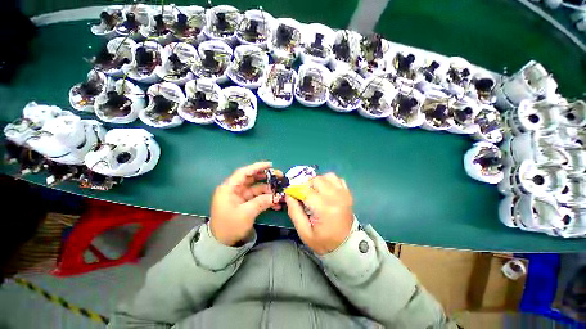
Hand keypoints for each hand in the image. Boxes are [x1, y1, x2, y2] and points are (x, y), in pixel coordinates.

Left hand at [210, 161, 279, 245]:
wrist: (222, 244)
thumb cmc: (229, 227)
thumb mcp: (246, 214)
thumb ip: (261, 202)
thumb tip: (276, 196)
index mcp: (229, 188)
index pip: (244, 173)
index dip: (257, 167)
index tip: (270, 165)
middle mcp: (234, 189)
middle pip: (251, 178)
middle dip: (265, 177)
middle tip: (279, 176)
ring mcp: (240, 196)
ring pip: (256, 188)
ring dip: (268, 189)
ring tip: (279, 191)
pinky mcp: (245, 203)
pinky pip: (257, 197)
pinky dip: (266, 198)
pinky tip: (275, 202)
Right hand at [285, 173, 353, 254]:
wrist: (347, 246)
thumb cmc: (324, 241)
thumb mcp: (304, 232)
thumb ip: (294, 212)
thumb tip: (289, 195)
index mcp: (324, 208)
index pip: (306, 191)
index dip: (296, 190)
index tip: (291, 194)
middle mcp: (336, 197)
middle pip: (317, 180)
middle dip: (306, 185)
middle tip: (303, 195)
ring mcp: (343, 194)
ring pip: (327, 176)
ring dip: (318, 181)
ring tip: (314, 191)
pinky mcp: (347, 193)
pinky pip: (337, 179)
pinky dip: (328, 181)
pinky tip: (325, 190)